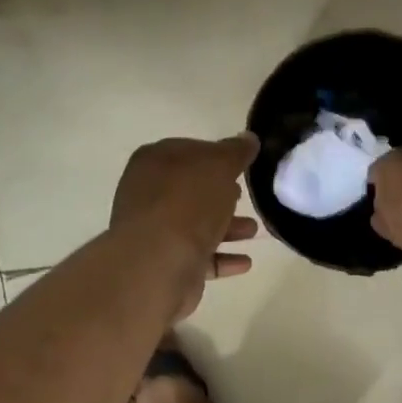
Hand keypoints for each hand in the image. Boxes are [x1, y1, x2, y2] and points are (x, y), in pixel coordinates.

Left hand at [110, 134, 260, 319]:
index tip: (242, 166)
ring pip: (196, 224)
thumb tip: (248, 138)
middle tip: (245, 196)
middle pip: (192, 190)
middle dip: (221, 194)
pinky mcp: (164, 263)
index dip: (217, 156)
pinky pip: (198, 257)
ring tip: (253, 231)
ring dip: (227, 227)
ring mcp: (154, 231)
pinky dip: (222, 257)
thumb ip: (235, 152)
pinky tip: (245, 262)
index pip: (189, 151)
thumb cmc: (187, 203)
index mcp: (154, 161)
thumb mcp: (219, 166)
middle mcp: (148, 194)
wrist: (159, 262)